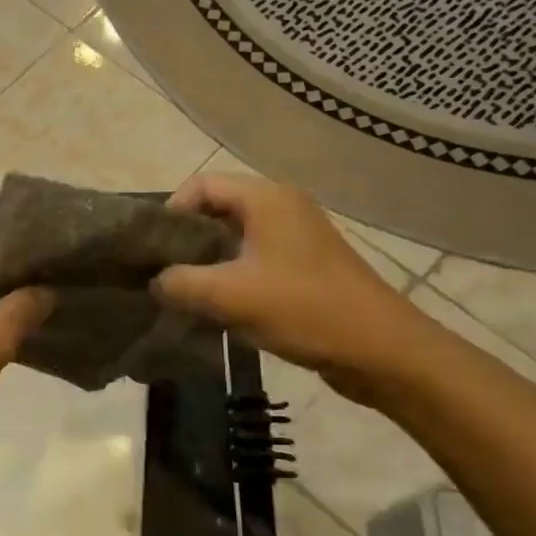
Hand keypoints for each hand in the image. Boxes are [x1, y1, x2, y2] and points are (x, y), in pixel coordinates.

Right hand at [153, 174, 426, 397]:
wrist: (382, 351)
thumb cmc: (303, 310)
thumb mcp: (228, 295)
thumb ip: (179, 283)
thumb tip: (154, 282)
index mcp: (266, 198)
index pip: (201, 184)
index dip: (171, 212)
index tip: (153, 250)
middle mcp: (282, 206)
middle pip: (217, 209)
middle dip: (186, 239)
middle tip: (161, 271)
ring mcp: (296, 237)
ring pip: (235, 237)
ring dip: (207, 261)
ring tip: (183, 292)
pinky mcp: (305, 266)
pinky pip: (254, 258)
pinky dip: (230, 275)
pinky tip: (217, 306)